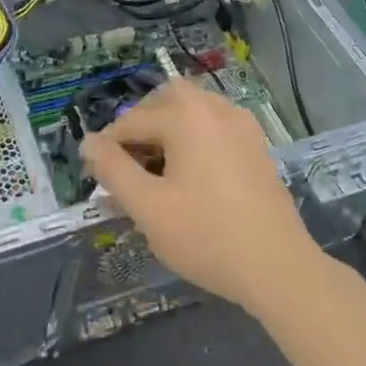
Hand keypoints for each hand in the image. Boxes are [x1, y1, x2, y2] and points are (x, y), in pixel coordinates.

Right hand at [81, 79, 321, 315]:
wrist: (277, 265)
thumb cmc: (206, 235)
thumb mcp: (148, 207)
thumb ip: (113, 170)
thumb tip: (89, 142)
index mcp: (185, 115)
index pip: (131, 121)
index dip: (107, 148)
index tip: (95, 178)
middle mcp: (214, 105)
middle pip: (164, 100)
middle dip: (140, 126)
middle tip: (127, 165)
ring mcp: (240, 122)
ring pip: (191, 109)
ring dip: (167, 129)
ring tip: (155, 171)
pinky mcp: (255, 143)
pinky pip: (214, 124)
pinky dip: (194, 137)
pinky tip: (190, 174)